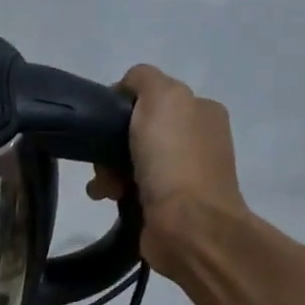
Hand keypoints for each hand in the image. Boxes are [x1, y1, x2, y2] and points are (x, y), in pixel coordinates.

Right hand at [88, 64, 249, 276]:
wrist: (188, 225)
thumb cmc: (174, 159)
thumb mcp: (162, 98)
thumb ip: (143, 79)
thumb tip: (125, 88)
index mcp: (201, 111)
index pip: (152, 97)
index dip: (122, 107)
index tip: (105, 123)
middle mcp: (195, 140)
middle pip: (135, 131)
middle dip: (110, 144)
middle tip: (102, 160)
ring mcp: (182, 175)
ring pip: (127, 161)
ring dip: (106, 170)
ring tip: (104, 186)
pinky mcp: (165, 205)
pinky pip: (128, 188)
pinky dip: (113, 191)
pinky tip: (108, 198)